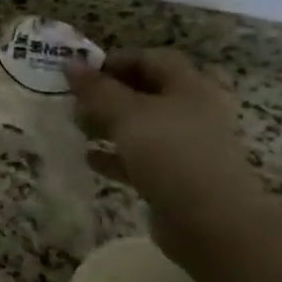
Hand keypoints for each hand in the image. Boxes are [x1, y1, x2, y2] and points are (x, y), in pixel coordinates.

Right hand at [66, 49, 265, 244]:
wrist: (212, 222)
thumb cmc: (173, 154)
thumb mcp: (128, 115)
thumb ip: (97, 90)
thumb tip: (69, 62)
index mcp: (192, 86)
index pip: (154, 59)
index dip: (118, 60)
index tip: (83, 71)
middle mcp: (196, 112)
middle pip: (151, 92)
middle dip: (113, 94)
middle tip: (80, 99)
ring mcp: (189, 147)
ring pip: (146, 127)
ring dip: (112, 125)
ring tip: (80, 127)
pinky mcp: (179, 178)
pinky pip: (142, 159)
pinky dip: (117, 156)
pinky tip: (90, 158)